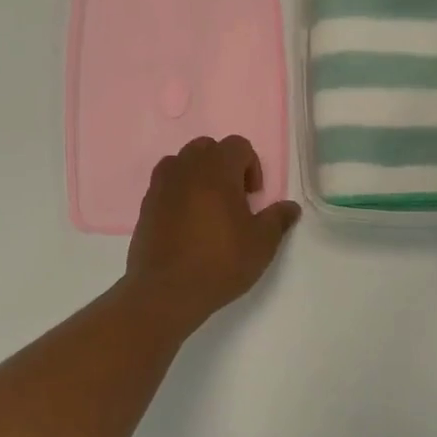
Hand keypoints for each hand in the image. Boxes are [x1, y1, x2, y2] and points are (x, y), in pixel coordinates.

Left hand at [127, 136, 301, 328]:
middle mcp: (186, 169)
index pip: (238, 145)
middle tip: (233, 199)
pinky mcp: (146, 206)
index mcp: (217, 170)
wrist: (167, 291)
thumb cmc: (220, 262)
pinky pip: (165, 185)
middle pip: (207, 148)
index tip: (253, 197)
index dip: (252, 166)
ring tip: (208, 208)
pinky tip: (187, 224)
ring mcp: (161, 186)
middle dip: (223, 165)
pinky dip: (179, 193)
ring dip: (198, 175)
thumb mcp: (261, 243)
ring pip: (182, 162)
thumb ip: (277, 219)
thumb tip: (290, 207)